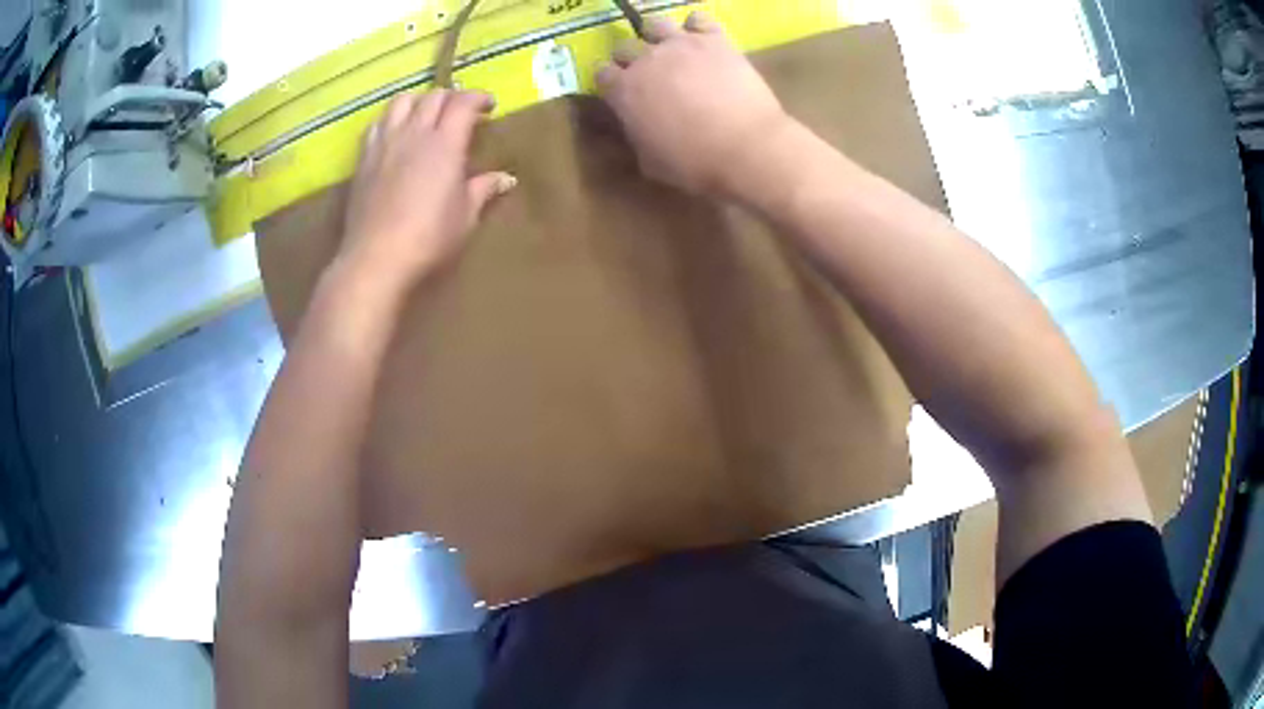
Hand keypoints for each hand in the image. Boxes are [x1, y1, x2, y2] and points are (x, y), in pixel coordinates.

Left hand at [338, 90, 515, 289]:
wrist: (376, 258)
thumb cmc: (428, 238)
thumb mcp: (465, 217)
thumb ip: (484, 190)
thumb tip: (506, 178)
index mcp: (444, 143)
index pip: (463, 102)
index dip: (479, 97)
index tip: (489, 106)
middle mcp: (413, 133)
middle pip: (433, 96)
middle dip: (452, 97)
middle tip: (461, 112)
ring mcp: (384, 143)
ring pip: (401, 101)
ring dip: (419, 101)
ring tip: (426, 116)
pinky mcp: (364, 158)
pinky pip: (377, 123)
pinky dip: (391, 119)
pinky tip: (396, 134)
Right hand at [596, 13, 793, 198]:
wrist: (748, 148)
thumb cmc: (695, 164)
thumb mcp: (650, 162)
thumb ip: (636, 135)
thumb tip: (637, 124)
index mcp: (623, 91)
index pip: (601, 73)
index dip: (608, 82)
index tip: (618, 92)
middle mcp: (646, 60)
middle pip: (624, 46)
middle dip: (629, 59)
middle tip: (646, 75)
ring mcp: (681, 44)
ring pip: (654, 24)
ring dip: (656, 36)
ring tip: (669, 50)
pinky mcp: (715, 39)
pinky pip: (697, 19)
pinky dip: (696, 27)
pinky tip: (701, 40)